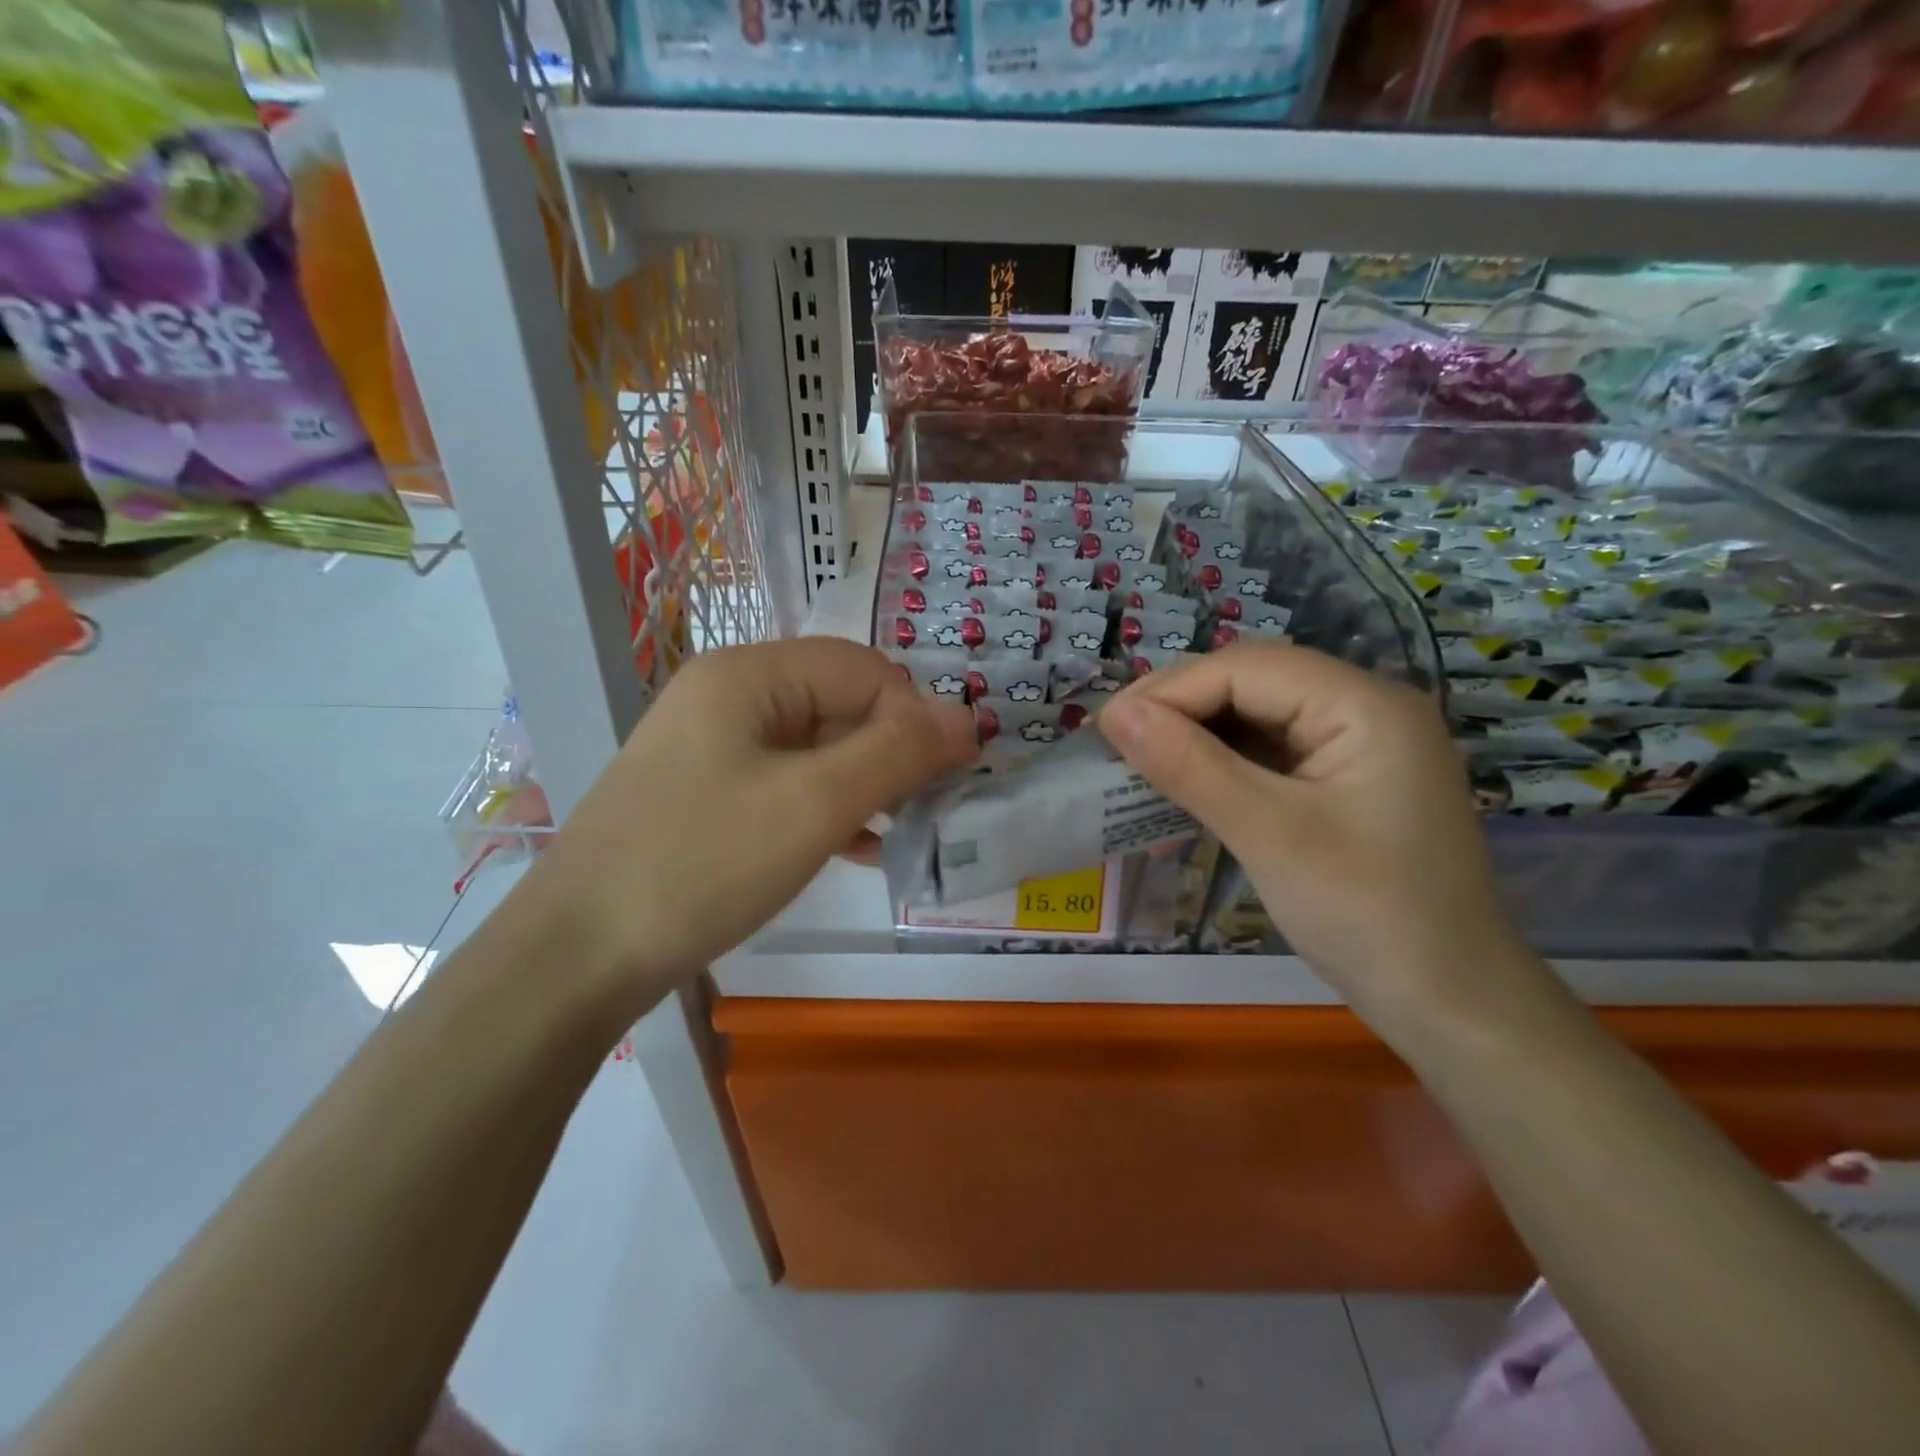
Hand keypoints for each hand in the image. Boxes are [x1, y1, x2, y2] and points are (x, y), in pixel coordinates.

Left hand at [529, 639, 976, 998]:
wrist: (578, 957)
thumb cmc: (703, 864)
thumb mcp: (815, 804)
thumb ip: (898, 753)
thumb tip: (968, 716)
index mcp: (749, 674)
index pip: (863, 669)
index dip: (914, 715)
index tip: (950, 775)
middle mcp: (729, 695)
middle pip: (839, 703)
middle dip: (893, 750)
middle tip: (932, 807)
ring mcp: (713, 745)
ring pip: (817, 746)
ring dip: (867, 781)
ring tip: (905, 829)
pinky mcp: (707, 792)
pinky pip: (788, 782)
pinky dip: (829, 806)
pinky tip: (859, 846)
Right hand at [1097, 643, 1524, 1026]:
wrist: (1451, 1004)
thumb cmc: (1367, 915)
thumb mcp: (1269, 834)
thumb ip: (1189, 766)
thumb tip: (1115, 713)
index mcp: (1364, 704)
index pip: (1246, 668)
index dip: (1170, 690)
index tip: (1105, 728)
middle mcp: (1366, 708)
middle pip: (1252, 682)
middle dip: (1179, 707)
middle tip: (1115, 743)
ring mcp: (1359, 745)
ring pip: (1257, 715)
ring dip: (1196, 735)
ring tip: (1137, 760)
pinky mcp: (1346, 780)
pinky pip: (1271, 752)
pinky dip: (1222, 763)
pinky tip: (1185, 782)